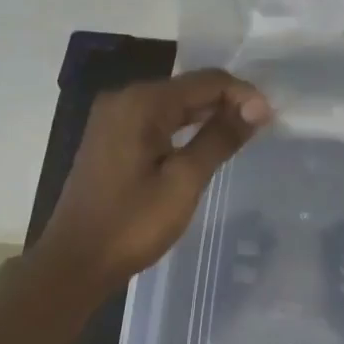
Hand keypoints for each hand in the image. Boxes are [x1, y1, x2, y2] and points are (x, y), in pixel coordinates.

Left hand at [35, 69, 271, 289]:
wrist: (73, 262)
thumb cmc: (131, 224)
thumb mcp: (183, 181)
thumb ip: (219, 138)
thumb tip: (257, 107)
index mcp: (141, 102)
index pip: (205, 81)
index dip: (242, 94)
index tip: (269, 119)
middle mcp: (125, 98)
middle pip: (188, 88)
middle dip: (226, 102)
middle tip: (260, 127)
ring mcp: (114, 117)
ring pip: (173, 104)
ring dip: (207, 114)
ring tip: (241, 133)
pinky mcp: (110, 136)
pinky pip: (156, 119)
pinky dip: (183, 127)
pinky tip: (204, 142)